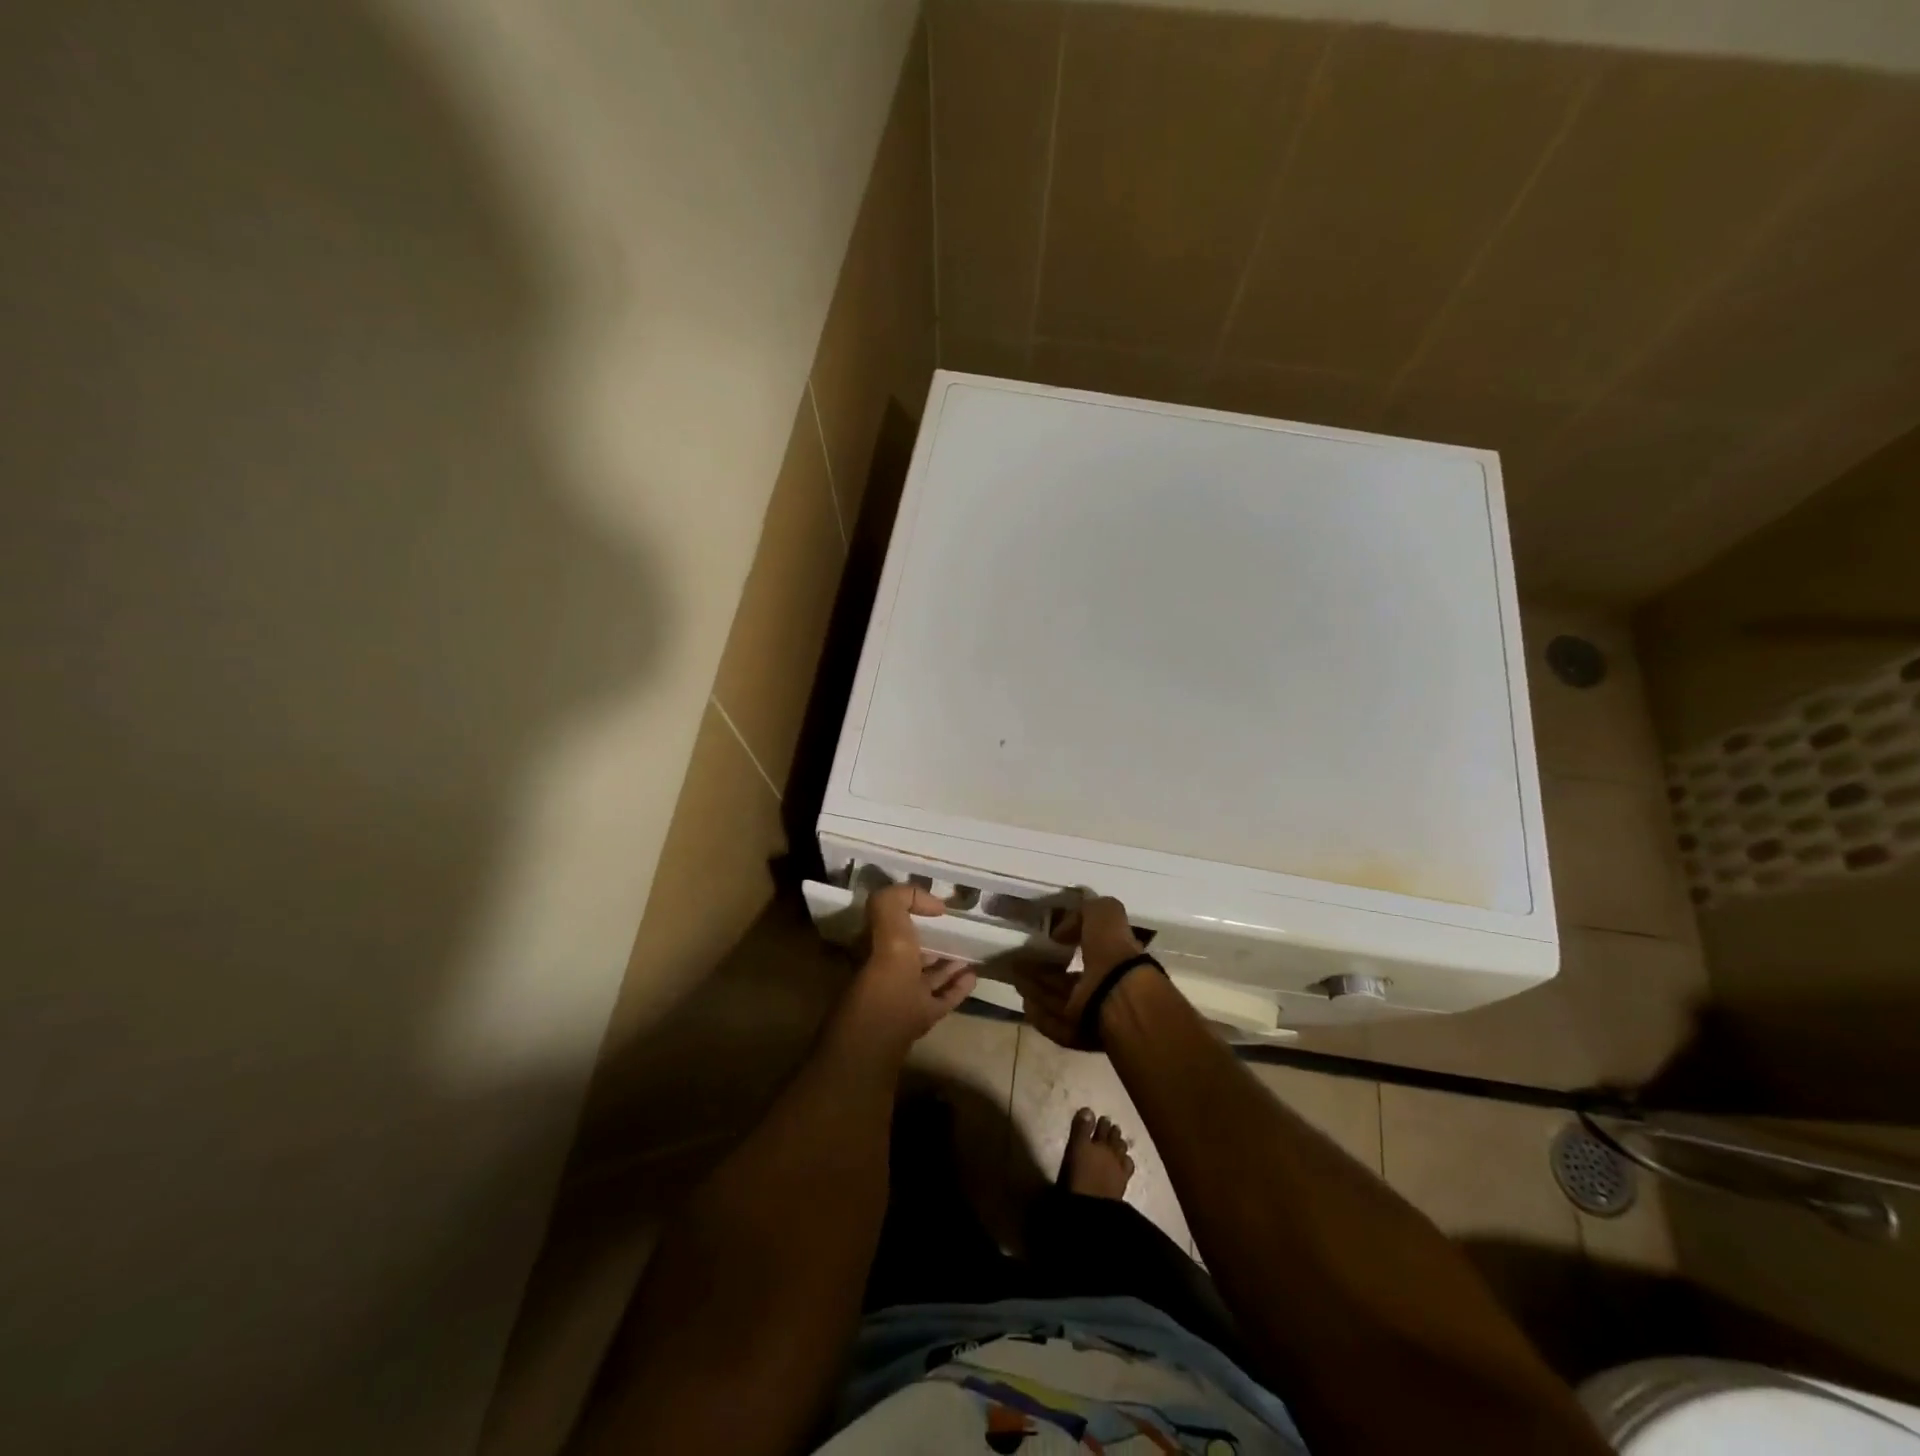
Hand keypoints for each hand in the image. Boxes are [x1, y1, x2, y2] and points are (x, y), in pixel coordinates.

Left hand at [834, 883, 975, 1062]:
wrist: (885, 1031)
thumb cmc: (885, 971)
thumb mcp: (887, 921)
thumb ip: (899, 899)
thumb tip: (933, 903)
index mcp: (873, 948)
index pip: (887, 925)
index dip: (907, 912)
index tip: (933, 908)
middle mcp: (885, 972)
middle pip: (908, 953)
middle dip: (928, 940)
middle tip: (954, 930)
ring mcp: (903, 998)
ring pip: (926, 977)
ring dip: (946, 965)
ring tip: (969, 953)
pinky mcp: (921, 1018)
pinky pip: (942, 999)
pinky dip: (957, 987)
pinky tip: (974, 976)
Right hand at [1013, 896, 1144, 1049]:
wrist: (1118, 996)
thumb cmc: (1112, 951)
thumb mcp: (1105, 913)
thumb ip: (1087, 911)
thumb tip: (1061, 932)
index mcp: (1114, 958)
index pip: (1088, 950)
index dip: (1068, 944)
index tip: (1048, 941)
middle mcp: (1104, 986)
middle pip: (1069, 980)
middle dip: (1046, 972)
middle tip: (1021, 963)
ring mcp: (1092, 1012)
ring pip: (1059, 1000)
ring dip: (1038, 991)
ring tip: (1016, 979)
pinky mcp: (1079, 1034)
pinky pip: (1055, 1024)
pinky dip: (1040, 1015)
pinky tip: (1025, 1004)